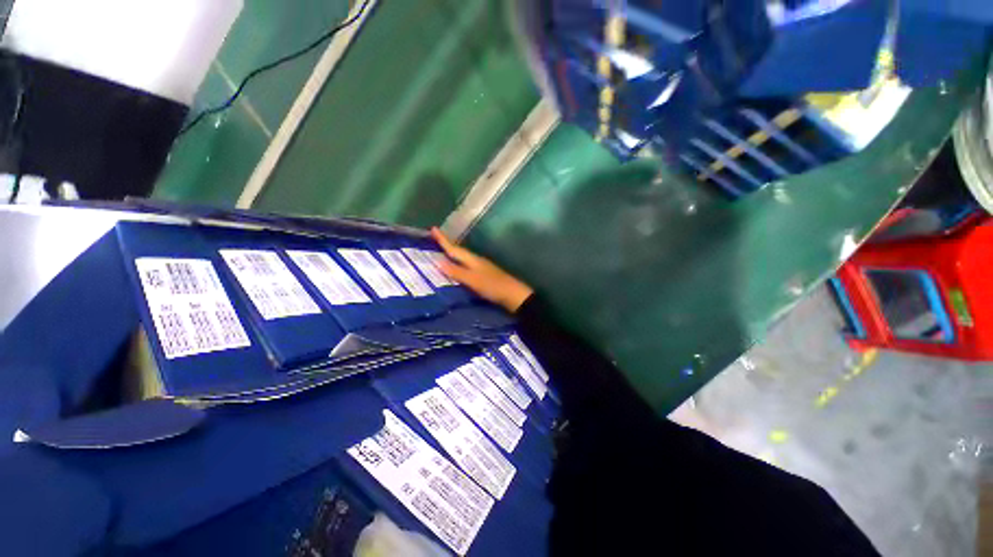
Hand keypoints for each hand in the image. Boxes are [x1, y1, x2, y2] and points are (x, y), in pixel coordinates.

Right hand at [431, 227, 533, 312]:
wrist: (513, 295)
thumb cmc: (492, 286)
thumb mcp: (472, 279)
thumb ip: (456, 271)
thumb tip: (438, 261)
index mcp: (472, 259)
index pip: (454, 248)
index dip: (443, 240)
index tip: (433, 229)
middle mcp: (476, 260)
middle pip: (459, 251)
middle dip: (447, 246)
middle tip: (435, 240)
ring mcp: (481, 268)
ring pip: (463, 259)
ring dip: (452, 255)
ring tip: (442, 254)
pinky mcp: (484, 276)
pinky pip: (467, 266)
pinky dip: (459, 265)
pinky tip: (456, 270)